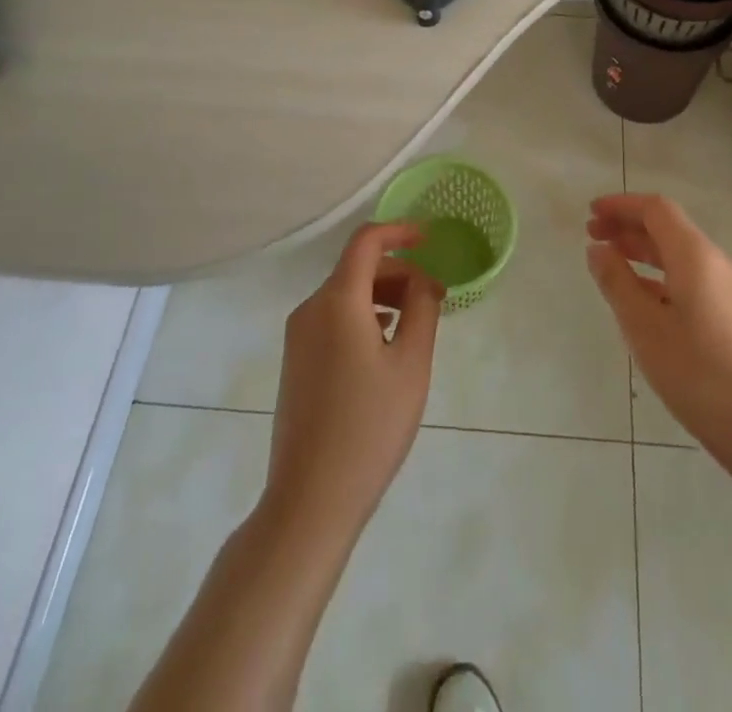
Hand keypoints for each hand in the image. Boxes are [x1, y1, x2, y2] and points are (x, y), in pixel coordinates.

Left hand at [264, 222, 443, 541]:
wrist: (310, 499)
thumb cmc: (369, 426)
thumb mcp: (411, 364)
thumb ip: (422, 309)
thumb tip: (422, 281)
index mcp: (338, 301)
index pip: (366, 241)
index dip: (400, 231)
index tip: (430, 240)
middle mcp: (311, 309)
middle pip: (357, 268)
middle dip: (398, 271)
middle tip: (435, 297)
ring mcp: (298, 336)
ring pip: (345, 294)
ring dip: (383, 295)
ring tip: (416, 324)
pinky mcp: (296, 362)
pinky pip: (333, 319)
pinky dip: (363, 316)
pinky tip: (385, 347)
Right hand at [586, 193, 731, 471]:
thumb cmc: (697, 373)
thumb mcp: (644, 327)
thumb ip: (617, 282)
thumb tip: (598, 248)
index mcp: (696, 255)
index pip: (656, 209)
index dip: (621, 205)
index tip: (590, 213)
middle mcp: (716, 262)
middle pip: (668, 228)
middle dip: (628, 226)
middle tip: (592, 235)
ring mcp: (729, 289)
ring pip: (679, 254)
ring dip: (643, 250)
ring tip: (610, 262)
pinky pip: (690, 277)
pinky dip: (660, 275)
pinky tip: (642, 298)